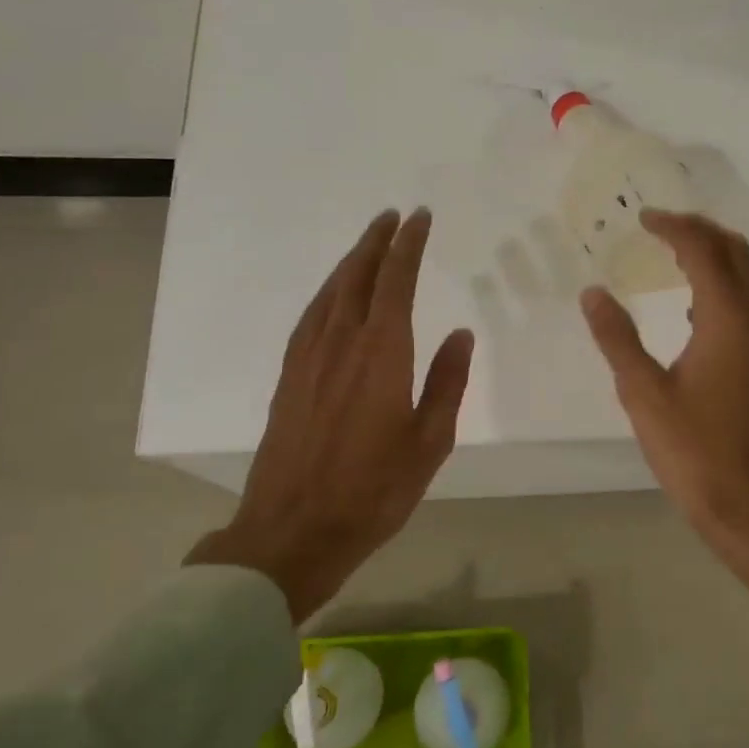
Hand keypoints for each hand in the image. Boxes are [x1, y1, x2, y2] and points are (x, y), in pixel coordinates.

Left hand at [187, 209, 474, 621]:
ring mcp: (308, 359)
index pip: (396, 281)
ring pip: (330, 293)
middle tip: (392, 216)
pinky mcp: (288, 377)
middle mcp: (341, 343)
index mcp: (382, 354)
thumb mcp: (430, 442)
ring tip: (367, 244)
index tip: (419, 217)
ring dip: (350, 262)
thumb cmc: (374, 491)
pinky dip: (326, 293)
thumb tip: (460, 333)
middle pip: (357, 276)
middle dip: (376, 242)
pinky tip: (332, 296)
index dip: (407, 245)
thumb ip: (447, 383)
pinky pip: (309, 317)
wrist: (293, 530)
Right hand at [581, 210, 748, 625]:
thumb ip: (617, 338)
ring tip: (676, 254)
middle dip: (701, 231)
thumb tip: (594, 293)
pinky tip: (693, 308)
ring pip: (748, 279)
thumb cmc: (691, 448)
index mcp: (726, 321)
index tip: (643, 218)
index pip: (704, 252)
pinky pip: (748, 305)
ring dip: (716, 256)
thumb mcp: (643, 392)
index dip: (674, 228)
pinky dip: (723, 287)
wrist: (745, 501)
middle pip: (736, 254)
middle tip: (662, 226)